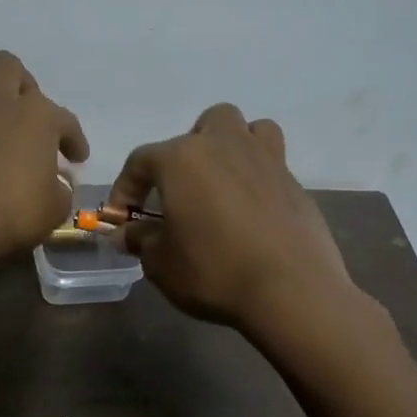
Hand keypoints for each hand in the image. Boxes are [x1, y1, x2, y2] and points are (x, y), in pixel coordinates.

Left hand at [0, 51, 87, 274]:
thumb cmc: (11, 216)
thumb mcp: (54, 209)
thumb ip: (59, 188)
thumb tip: (55, 182)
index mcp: (36, 116)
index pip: (64, 119)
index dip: (73, 138)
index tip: (75, 158)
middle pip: (7, 65)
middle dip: (19, 84)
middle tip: (22, 113)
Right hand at [107, 104, 353, 332]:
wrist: (292, 291)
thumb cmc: (214, 271)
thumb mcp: (161, 263)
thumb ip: (140, 240)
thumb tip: (127, 233)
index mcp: (183, 159)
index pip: (141, 161)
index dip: (125, 188)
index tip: (121, 218)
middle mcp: (225, 146)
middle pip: (204, 124)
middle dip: (188, 150)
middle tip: (181, 190)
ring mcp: (267, 160)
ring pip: (248, 130)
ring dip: (232, 147)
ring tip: (223, 183)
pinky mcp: (296, 184)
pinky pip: (272, 164)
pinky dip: (257, 178)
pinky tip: (252, 213)